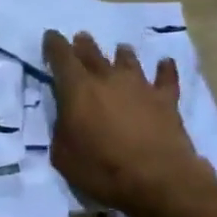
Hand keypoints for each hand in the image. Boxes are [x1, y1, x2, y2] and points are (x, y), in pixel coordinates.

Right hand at [44, 29, 216, 216]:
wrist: (157, 179)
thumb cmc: (101, 169)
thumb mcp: (63, 155)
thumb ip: (62, 129)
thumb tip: (66, 118)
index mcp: (77, 90)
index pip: (61, 58)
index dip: (54, 45)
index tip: (50, 36)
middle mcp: (108, 79)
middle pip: (93, 54)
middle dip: (83, 45)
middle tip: (81, 38)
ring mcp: (140, 86)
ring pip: (128, 60)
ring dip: (122, 54)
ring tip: (120, 49)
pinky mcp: (166, 100)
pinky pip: (166, 78)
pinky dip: (164, 69)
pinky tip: (165, 63)